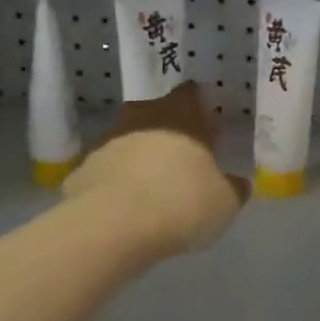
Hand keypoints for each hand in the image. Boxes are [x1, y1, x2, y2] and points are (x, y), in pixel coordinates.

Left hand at [61, 82, 247, 258]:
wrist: (113, 226)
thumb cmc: (181, 203)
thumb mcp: (225, 202)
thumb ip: (233, 187)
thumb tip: (238, 183)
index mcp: (181, 115)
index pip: (191, 94)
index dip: (200, 109)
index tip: (208, 130)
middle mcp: (141, 117)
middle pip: (157, 114)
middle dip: (169, 132)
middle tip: (184, 160)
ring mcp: (107, 141)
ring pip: (128, 141)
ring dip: (140, 157)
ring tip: (153, 188)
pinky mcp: (82, 169)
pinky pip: (106, 170)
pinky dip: (115, 183)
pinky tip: (125, 207)